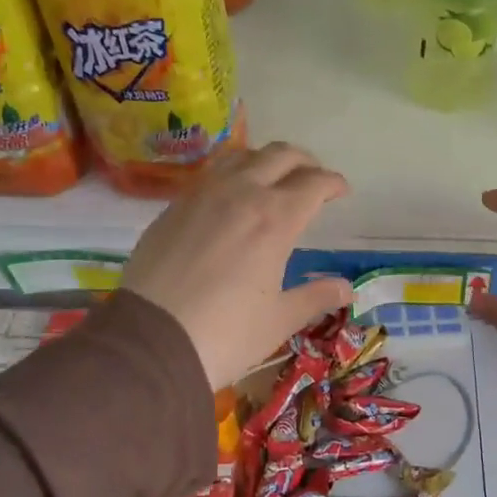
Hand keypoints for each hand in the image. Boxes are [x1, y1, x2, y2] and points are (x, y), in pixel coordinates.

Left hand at [122, 142, 353, 387]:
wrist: (150, 341)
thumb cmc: (226, 333)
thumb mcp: (279, 319)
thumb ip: (315, 297)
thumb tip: (346, 289)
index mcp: (275, 219)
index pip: (314, 183)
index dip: (333, 183)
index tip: (341, 191)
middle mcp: (241, 194)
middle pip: (280, 156)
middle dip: (304, 162)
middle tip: (313, 178)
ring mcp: (202, 195)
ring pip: (241, 156)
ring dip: (265, 160)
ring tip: (272, 178)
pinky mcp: (173, 207)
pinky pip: (210, 175)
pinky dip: (231, 175)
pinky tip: (230, 197)